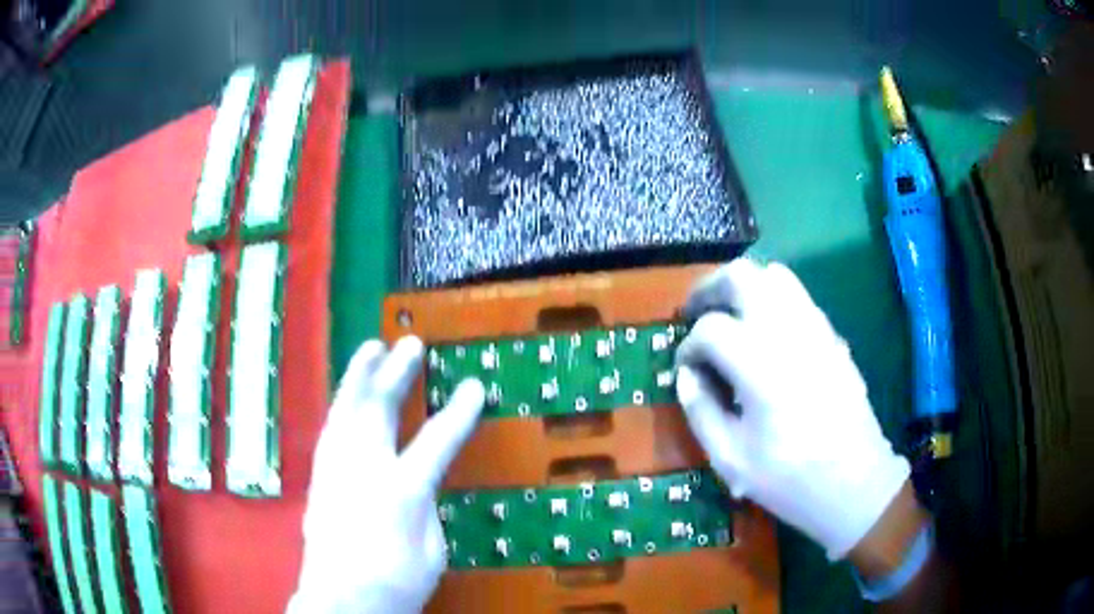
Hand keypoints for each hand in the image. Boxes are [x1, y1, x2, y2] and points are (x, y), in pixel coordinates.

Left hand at [289, 337, 484, 613]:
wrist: (342, 600)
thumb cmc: (396, 581)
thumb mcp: (431, 549)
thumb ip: (425, 506)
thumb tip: (420, 481)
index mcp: (401, 489)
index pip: (437, 440)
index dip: (460, 412)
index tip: (474, 386)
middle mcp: (364, 468)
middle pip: (379, 407)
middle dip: (397, 372)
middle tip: (411, 345)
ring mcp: (336, 468)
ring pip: (346, 408)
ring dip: (360, 375)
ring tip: (371, 348)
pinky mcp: (320, 476)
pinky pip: (332, 427)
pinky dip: (342, 403)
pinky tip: (348, 394)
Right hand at [675, 259, 909, 559]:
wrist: (856, 483)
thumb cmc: (791, 479)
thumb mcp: (731, 460)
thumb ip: (701, 412)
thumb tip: (687, 376)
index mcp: (761, 366)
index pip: (711, 329)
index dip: (689, 346)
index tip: (686, 369)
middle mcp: (789, 333)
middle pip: (742, 277)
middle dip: (710, 288)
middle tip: (695, 313)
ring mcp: (816, 329)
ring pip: (774, 276)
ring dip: (743, 288)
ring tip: (728, 316)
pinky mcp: (832, 336)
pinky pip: (797, 296)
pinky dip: (771, 299)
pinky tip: (764, 334)